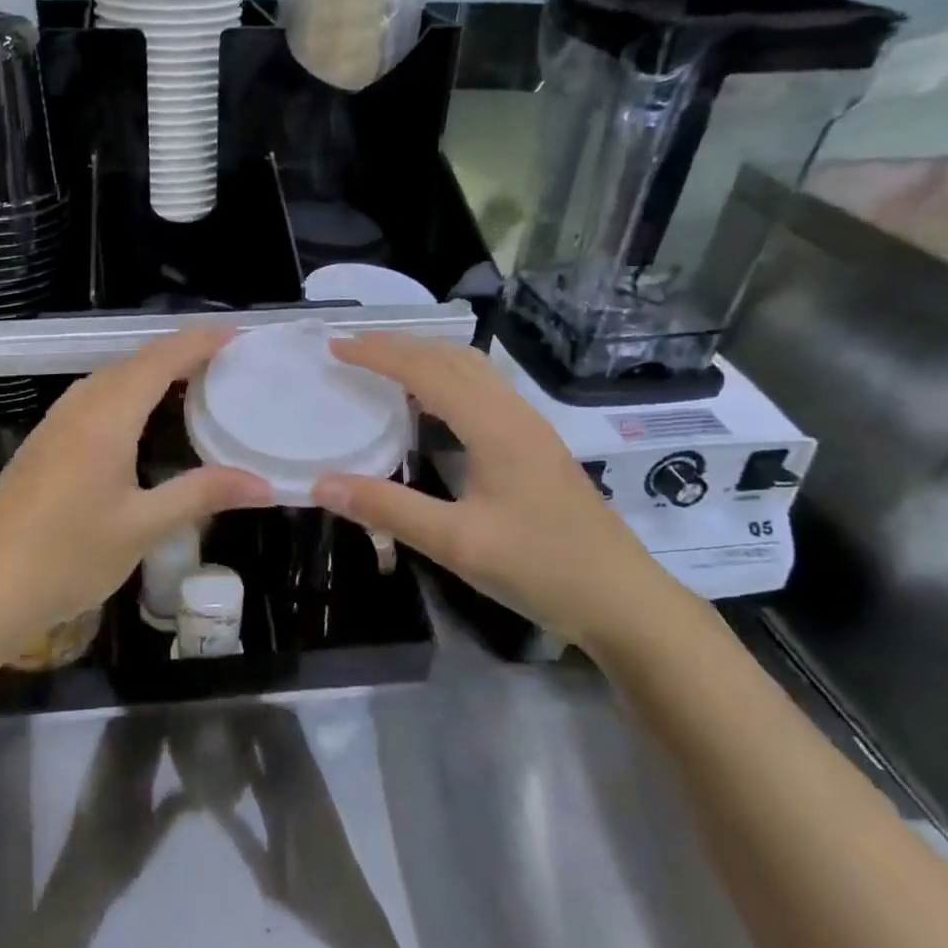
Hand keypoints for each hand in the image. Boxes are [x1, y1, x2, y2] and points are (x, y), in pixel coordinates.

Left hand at [0, 329, 272, 657]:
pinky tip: (142, 421)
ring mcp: (56, 423)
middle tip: (227, 362)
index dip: (199, 343)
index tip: (238, 336)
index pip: (160, 360)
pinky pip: (95, 399)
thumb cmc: (67, 555)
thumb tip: (263, 484)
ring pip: (111, 379)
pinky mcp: (45, 444)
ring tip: (193, 383)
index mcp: (106, 416)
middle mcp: (80, 407)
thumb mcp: (143, 527)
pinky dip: (130, 393)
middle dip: (181, 353)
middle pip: (135, 362)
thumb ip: (202, 494)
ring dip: (152, 372)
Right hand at [310, 334, 682, 649]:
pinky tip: (433, 406)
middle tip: (353, 348)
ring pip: (473, 370)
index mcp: (495, 426)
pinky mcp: (537, 446)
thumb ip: (389, 509)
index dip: (379, 354)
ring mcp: (531, 428)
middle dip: (400, 346)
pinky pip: (484, 390)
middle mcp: (514, 414)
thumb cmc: (541, 568)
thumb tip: (322, 483)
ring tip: (386, 366)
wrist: (624, 601)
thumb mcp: (458, 544)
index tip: (336, 347)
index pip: (426, 371)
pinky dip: (447, 379)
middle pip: (452, 358)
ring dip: (427, 358)